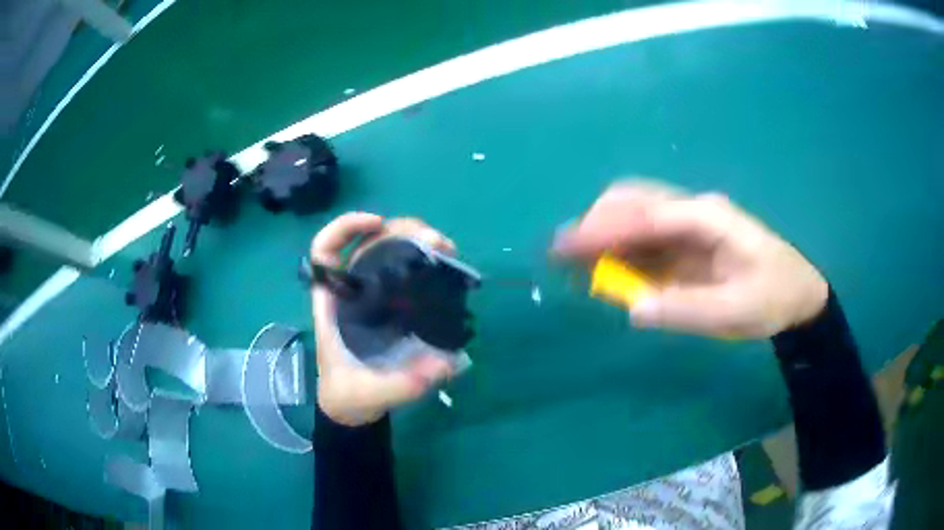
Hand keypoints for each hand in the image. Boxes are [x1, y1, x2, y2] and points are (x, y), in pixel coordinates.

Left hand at [311, 213, 456, 425]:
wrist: (353, 408)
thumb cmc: (350, 395)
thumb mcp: (372, 393)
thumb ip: (402, 383)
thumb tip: (447, 363)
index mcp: (333, 304)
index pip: (326, 251)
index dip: (345, 227)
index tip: (378, 224)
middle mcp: (351, 291)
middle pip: (368, 242)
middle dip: (400, 231)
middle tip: (434, 242)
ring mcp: (372, 296)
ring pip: (389, 252)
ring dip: (417, 241)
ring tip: (447, 249)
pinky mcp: (391, 305)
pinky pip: (405, 271)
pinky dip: (425, 261)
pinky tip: (446, 266)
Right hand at [553, 180, 827, 337]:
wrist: (799, 294)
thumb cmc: (774, 297)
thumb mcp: (737, 311)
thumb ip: (687, 310)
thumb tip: (633, 308)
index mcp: (709, 218)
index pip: (648, 215)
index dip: (606, 228)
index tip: (569, 246)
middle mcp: (695, 211)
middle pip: (636, 201)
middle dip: (597, 223)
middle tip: (565, 254)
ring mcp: (691, 224)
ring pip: (637, 215)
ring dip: (605, 234)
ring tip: (575, 260)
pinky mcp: (690, 241)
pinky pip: (648, 238)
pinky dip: (622, 248)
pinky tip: (608, 265)